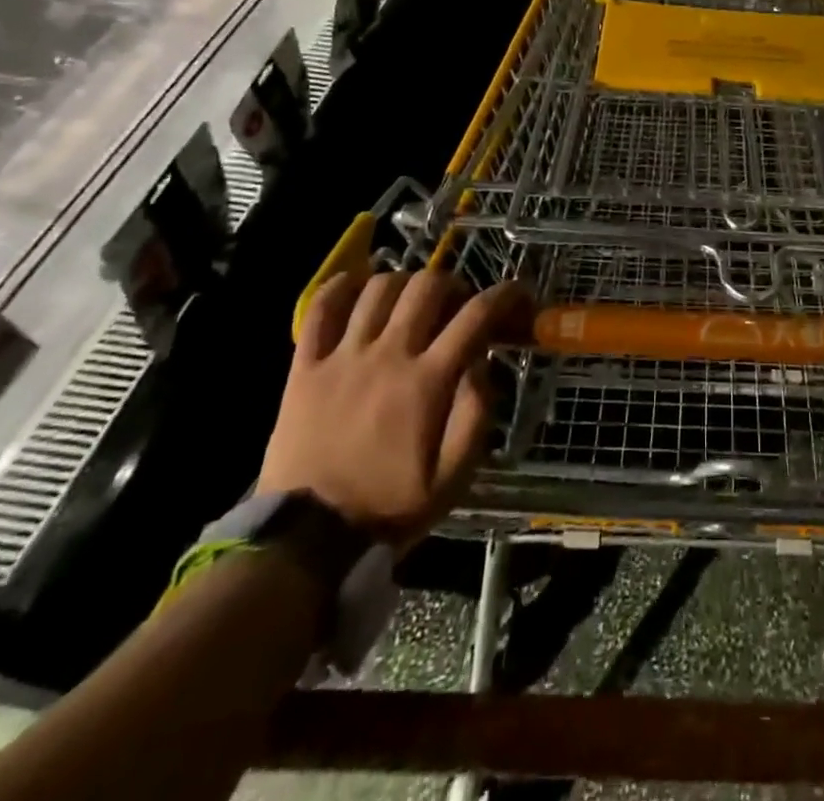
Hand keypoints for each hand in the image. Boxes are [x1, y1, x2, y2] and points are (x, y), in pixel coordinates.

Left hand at [257, 269, 529, 548]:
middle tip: (458, 304)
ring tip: (412, 301)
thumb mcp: (453, 477)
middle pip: (427, 287)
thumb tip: (482, 364)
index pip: (476, 316)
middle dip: (454, 285)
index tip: (518, 294)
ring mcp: (343, 358)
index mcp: (428, 382)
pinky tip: (358, 286)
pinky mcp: (305, 367)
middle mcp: (388, 356)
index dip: (505, 295)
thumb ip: (475, 415)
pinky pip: (320, 309)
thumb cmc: (389, 506)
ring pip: (378, 289)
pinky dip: (341, 287)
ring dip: (405, 283)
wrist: (306, 541)